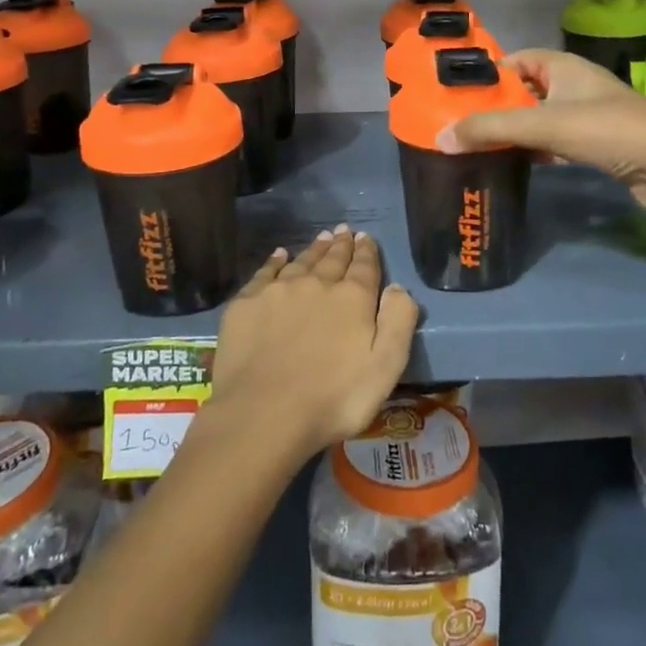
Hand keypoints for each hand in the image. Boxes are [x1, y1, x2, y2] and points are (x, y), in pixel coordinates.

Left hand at [206, 227, 420, 461]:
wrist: (263, 414)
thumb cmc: (333, 399)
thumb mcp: (385, 368)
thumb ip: (398, 322)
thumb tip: (398, 287)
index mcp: (352, 298)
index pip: (364, 266)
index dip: (367, 251)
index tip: (366, 238)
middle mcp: (317, 284)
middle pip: (332, 259)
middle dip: (341, 245)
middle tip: (344, 231)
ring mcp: (278, 291)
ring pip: (301, 261)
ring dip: (314, 249)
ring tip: (322, 237)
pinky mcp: (247, 303)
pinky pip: (265, 272)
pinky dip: (275, 261)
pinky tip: (279, 255)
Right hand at [439, 48, 645, 223]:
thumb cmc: (606, 129)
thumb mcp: (543, 124)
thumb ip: (491, 129)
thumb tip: (441, 138)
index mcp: (563, 66)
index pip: (517, 60)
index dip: (490, 75)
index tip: (459, 96)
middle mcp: (574, 85)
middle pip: (525, 91)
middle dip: (497, 107)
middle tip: (462, 126)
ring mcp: (587, 115)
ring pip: (540, 119)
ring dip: (515, 132)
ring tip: (479, 147)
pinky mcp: (597, 144)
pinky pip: (555, 142)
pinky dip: (536, 150)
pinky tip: (517, 164)